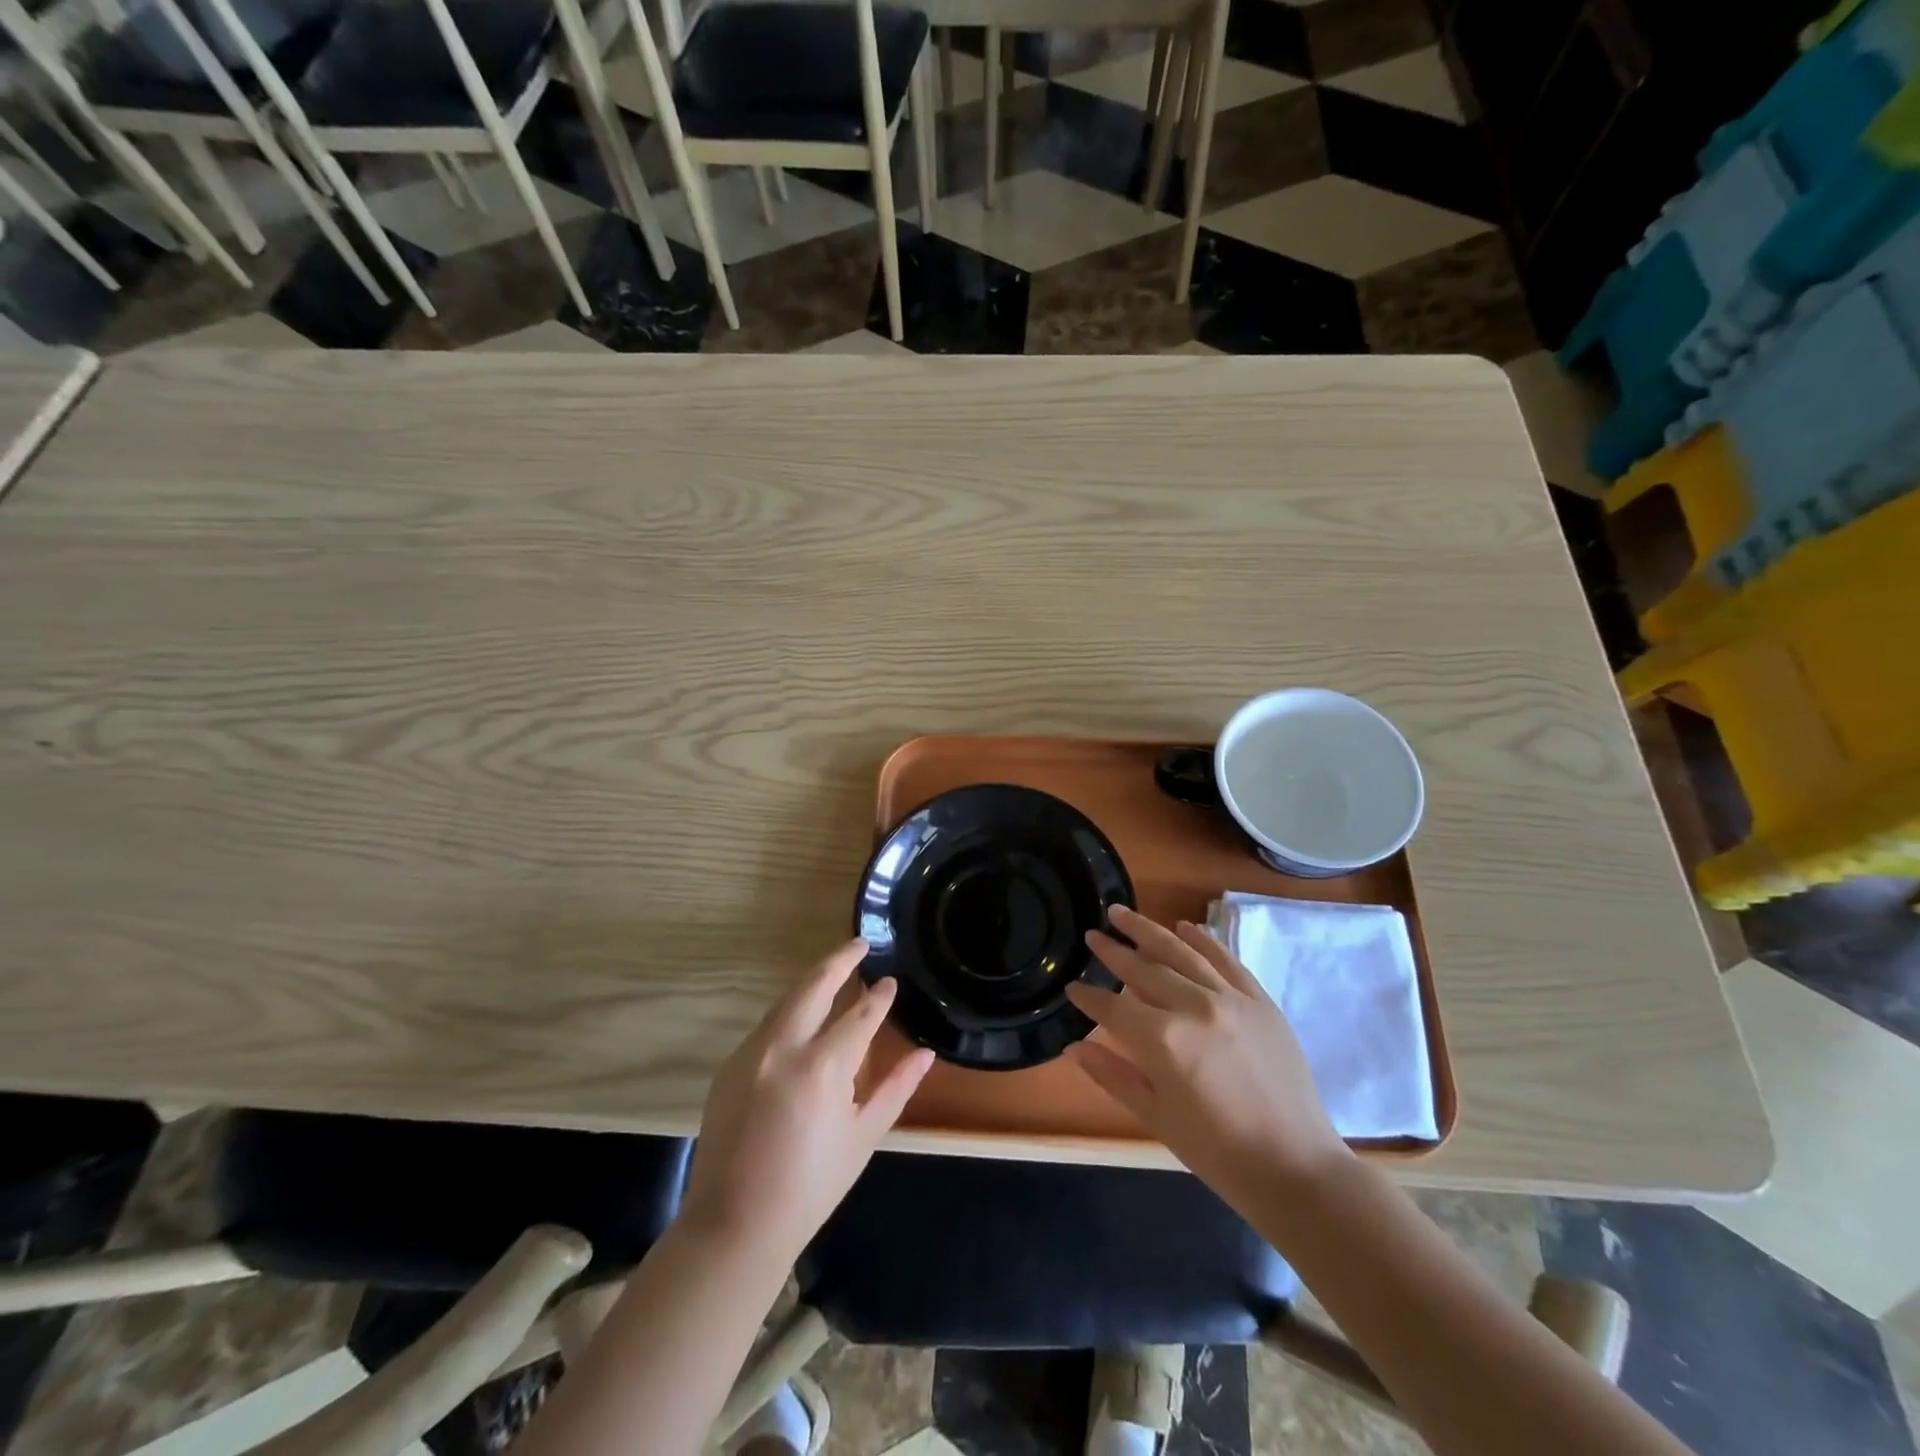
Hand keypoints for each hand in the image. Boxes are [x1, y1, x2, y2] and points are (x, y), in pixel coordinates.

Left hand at [680, 941, 934, 1262]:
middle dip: (840, 960)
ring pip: (787, 1000)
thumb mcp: (863, 1137)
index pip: (859, 1015)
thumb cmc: (811, 1187)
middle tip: (860, 944)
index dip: (879, 997)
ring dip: (812, 982)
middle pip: (814, 986)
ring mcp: (751, 1053)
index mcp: (822, 1068)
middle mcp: (783, 1048)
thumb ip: (895, 1088)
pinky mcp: (729, 1065)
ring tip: (835, 971)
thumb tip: (925, 1053)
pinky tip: (803, 1017)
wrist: (734, 1226)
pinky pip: (767, 1025)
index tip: (891, 983)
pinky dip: (790, 1012)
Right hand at [1067, 905, 1349, 1207]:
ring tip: (1121, 912)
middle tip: (1092, 934)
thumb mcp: (1157, 1118)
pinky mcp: (1260, 1001)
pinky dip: (1203, 940)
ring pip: (1181, 952)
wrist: (1297, 1168)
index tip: (1072, 985)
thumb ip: (1113, 1075)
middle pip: (1144, 970)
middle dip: (1113, 951)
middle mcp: (1194, 1007)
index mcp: (1164, 1041)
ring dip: (1148, 930)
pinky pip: (1226, 960)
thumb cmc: (1218, 1153)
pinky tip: (1184, 926)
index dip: (1089, 997)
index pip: (1113, 1008)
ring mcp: (1231, 999)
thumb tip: (1075, 1046)